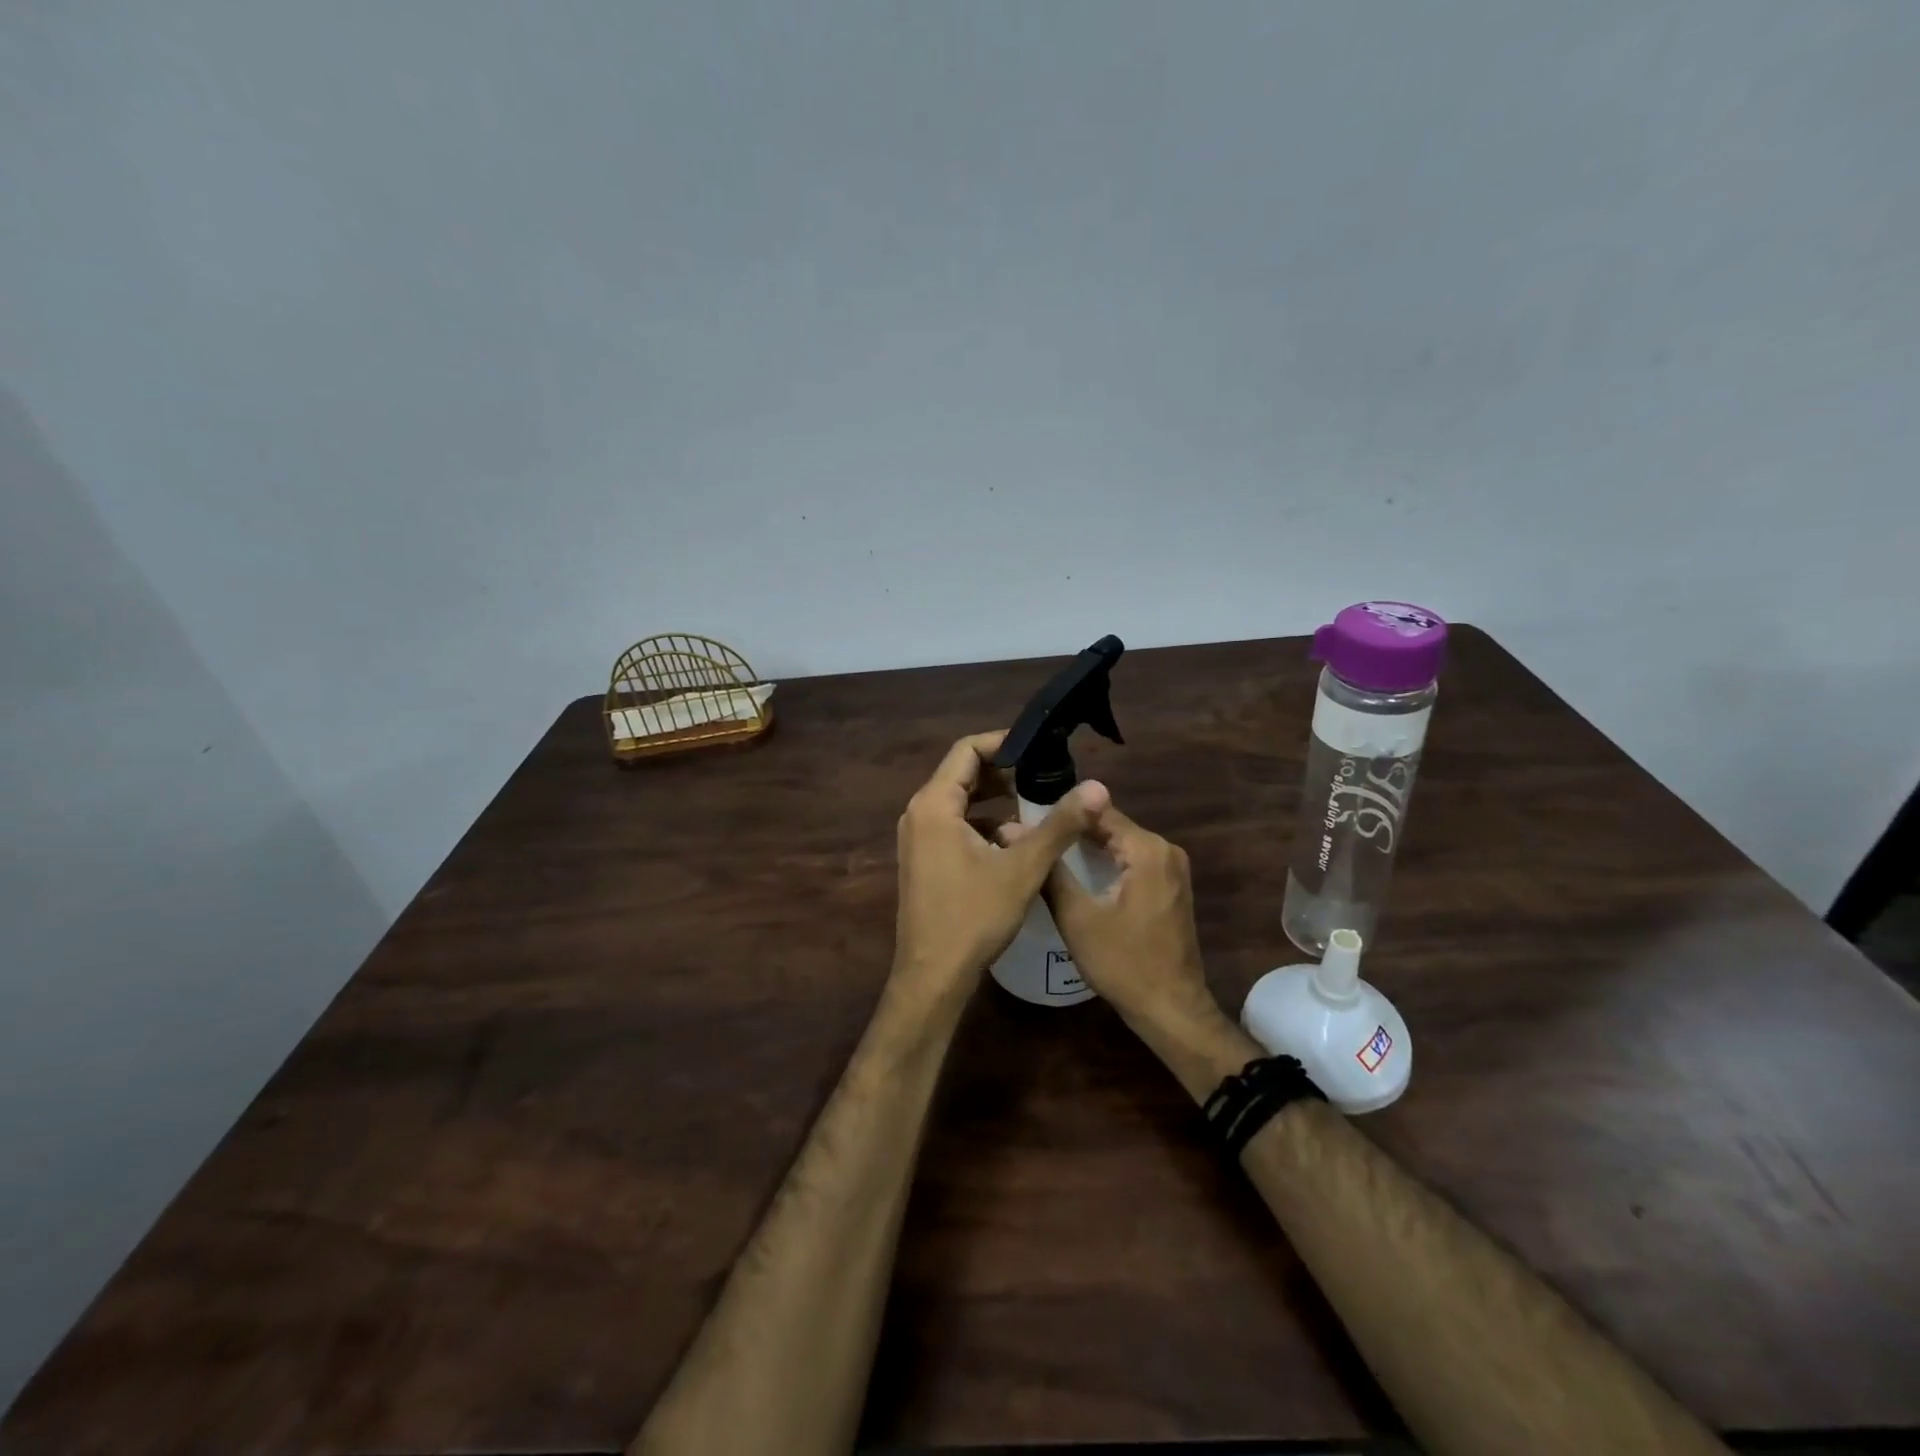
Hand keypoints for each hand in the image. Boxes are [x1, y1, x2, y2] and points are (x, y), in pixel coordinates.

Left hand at [892, 731, 1108, 1004]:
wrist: (933, 976)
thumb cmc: (974, 917)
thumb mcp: (1023, 868)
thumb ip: (1060, 824)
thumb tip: (1097, 787)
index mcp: (934, 804)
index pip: (966, 750)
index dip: (1004, 743)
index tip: (1040, 749)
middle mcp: (919, 813)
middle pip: (962, 774)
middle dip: (1004, 772)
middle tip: (1046, 776)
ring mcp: (918, 838)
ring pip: (960, 802)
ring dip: (996, 800)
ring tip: (1037, 805)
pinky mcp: (924, 859)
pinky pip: (955, 826)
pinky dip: (984, 824)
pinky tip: (1015, 841)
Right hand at [1042, 802, 1219, 1038]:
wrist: (1171, 1009)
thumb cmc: (1123, 963)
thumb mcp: (1077, 917)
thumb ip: (1048, 869)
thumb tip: (1012, 830)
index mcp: (1147, 849)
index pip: (1097, 810)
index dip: (1061, 813)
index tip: (1026, 819)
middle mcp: (1165, 849)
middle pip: (1109, 825)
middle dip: (1071, 830)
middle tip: (1029, 837)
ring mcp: (1172, 868)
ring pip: (1119, 843)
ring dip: (1086, 847)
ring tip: (1044, 851)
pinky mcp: (1170, 885)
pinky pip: (1131, 860)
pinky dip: (1104, 862)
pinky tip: (1075, 873)